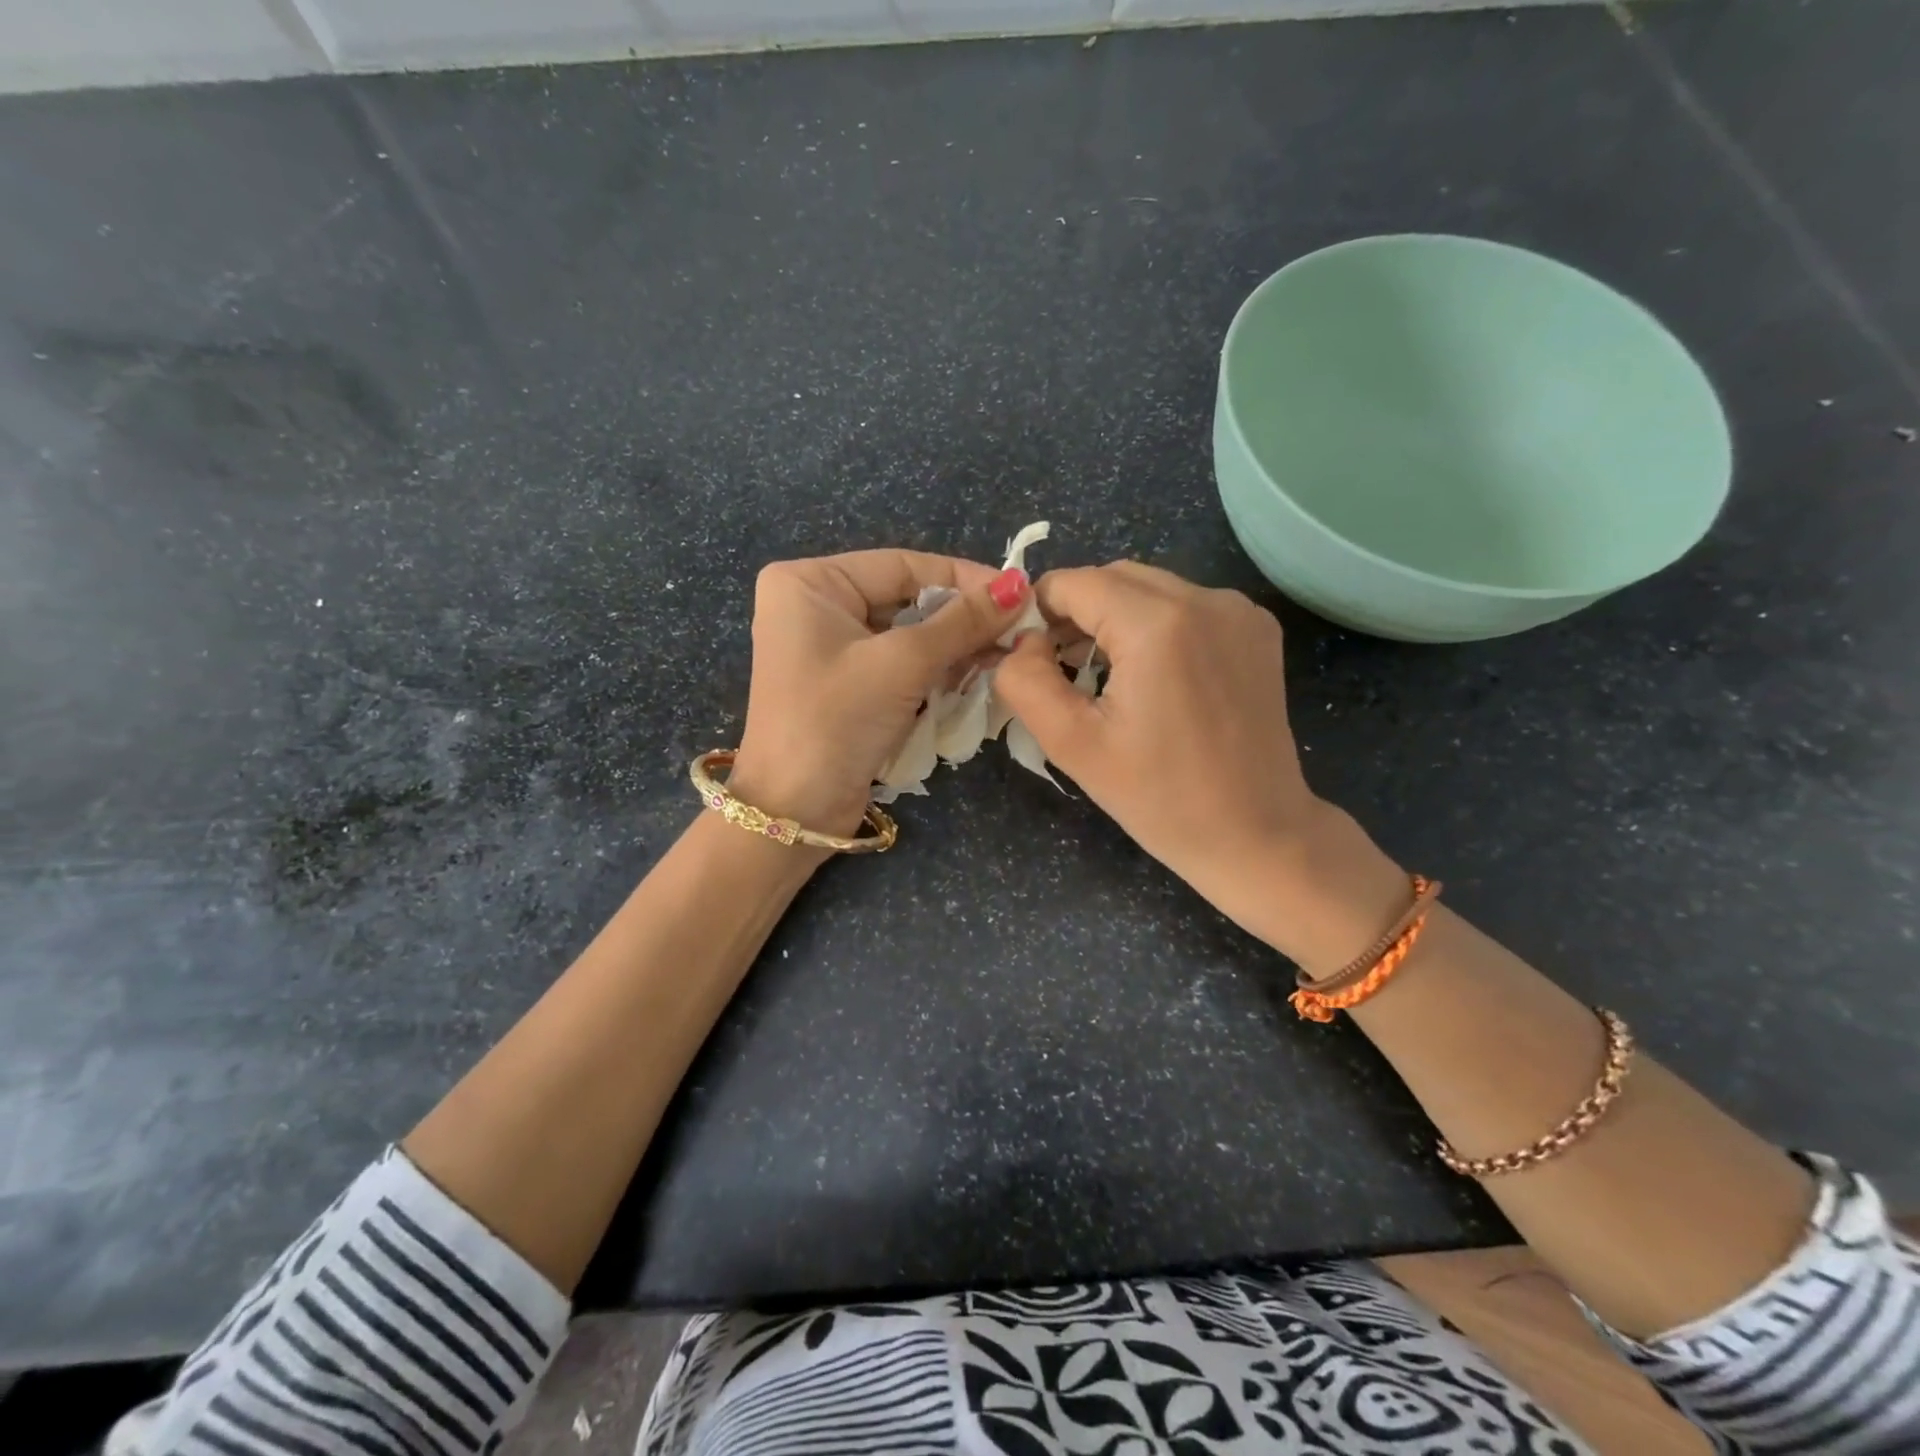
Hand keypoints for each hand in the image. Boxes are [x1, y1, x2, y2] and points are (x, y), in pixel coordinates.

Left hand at [729, 551, 1032, 836]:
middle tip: (1017, 631)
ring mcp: (829, 648)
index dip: (964, 578)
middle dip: (961, 619)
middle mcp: (815, 606)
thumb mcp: (902, 663)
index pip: (902, 564)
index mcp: (811, 582)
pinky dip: (934, 671)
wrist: (794, 812)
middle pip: (907, 598)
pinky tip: (973, 679)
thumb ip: (962, 622)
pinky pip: (898, 664)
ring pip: (908, 634)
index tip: (1019, 593)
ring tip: (1002, 658)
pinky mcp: (845, 684)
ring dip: (953, 648)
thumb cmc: (836, 721)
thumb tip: (1019, 585)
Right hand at [993, 562, 1407, 968]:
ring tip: (1101, 672)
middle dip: (1075, 611)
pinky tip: (1151, 674)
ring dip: (1114, 617)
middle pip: (1113, 577)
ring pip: (1150, 588)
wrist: (1256, 835)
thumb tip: (1020, 641)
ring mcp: (1239, 611)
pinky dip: (1155, 625)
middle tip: (1058, 665)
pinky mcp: (1257, 629)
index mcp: (1158, 624)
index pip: (1073, 583)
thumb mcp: (1072, 744)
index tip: (1027, 656)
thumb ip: (1025, 681)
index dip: (1037, 612)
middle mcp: (1205, 598)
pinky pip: (1186, 605)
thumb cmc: (1160, 798)